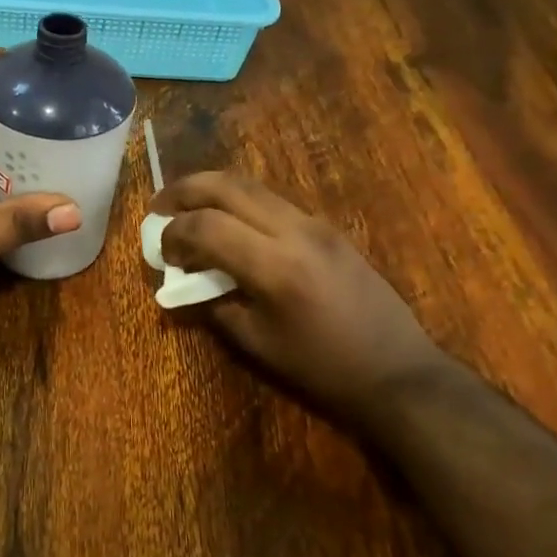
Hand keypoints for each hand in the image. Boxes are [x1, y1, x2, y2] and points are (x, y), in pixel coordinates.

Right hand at [151, 172, 445, 415]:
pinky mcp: (327, 228)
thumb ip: (214, 305)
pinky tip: (230, 226)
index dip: (173, 233)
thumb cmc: (322, 368)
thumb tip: (186, 280)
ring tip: (187, 209)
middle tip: (159, 206)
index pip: (206, 226)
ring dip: (212, 191)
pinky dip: (240, 203)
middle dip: (185, 190)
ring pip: (251, 186)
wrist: (397, 371)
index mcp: (274, 265)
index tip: (160, 252)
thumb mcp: (257, 344)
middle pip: (227, 186)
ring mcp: (315, 223)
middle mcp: (294, 230)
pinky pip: (273, 201)